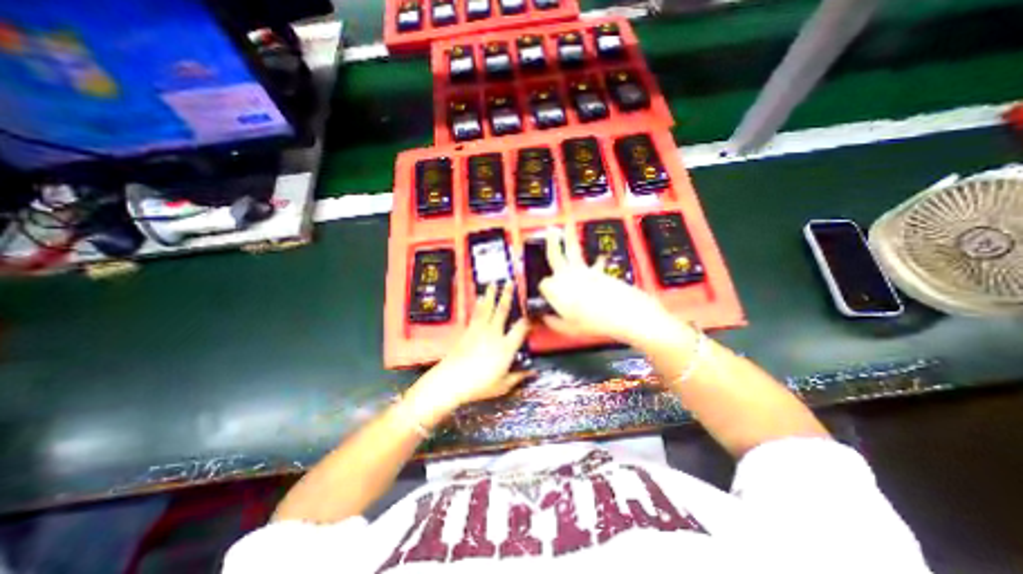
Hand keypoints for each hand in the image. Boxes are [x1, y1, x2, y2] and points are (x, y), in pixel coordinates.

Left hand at [403, 284, 526, 427]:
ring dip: (492, 294)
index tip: (533, 313)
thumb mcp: (503, 385)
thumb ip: (518, 377)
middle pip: (503, 311)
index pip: (521, 329)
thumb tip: (533, 373)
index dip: (528, 320)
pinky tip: (480, 297)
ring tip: (494, 283)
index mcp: (506, 347)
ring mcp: (480, 330)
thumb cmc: (479, 385)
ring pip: (488, 308)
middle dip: (507, 295)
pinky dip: (479, 304)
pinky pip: (475, 314)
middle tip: (510, 282)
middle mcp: (494, 334)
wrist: (451, 381)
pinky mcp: (468, 331)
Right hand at [537, 227, 677, 344]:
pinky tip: (600, 258)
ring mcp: (584, 271)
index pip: (544, 283)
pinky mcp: (599, 271)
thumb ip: (554, 322)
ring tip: (566, 227)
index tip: (545, 294)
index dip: (543, 288)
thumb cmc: (593, 322)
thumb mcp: (569, 328)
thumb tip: (546, 318)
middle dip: (552, 242)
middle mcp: (567, 275)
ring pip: (573, 252)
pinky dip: (597, 261)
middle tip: (549, 230)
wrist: (624, 313)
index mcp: (556, 289)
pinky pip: (595, 263)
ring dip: (569, 239)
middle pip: (555, 255)